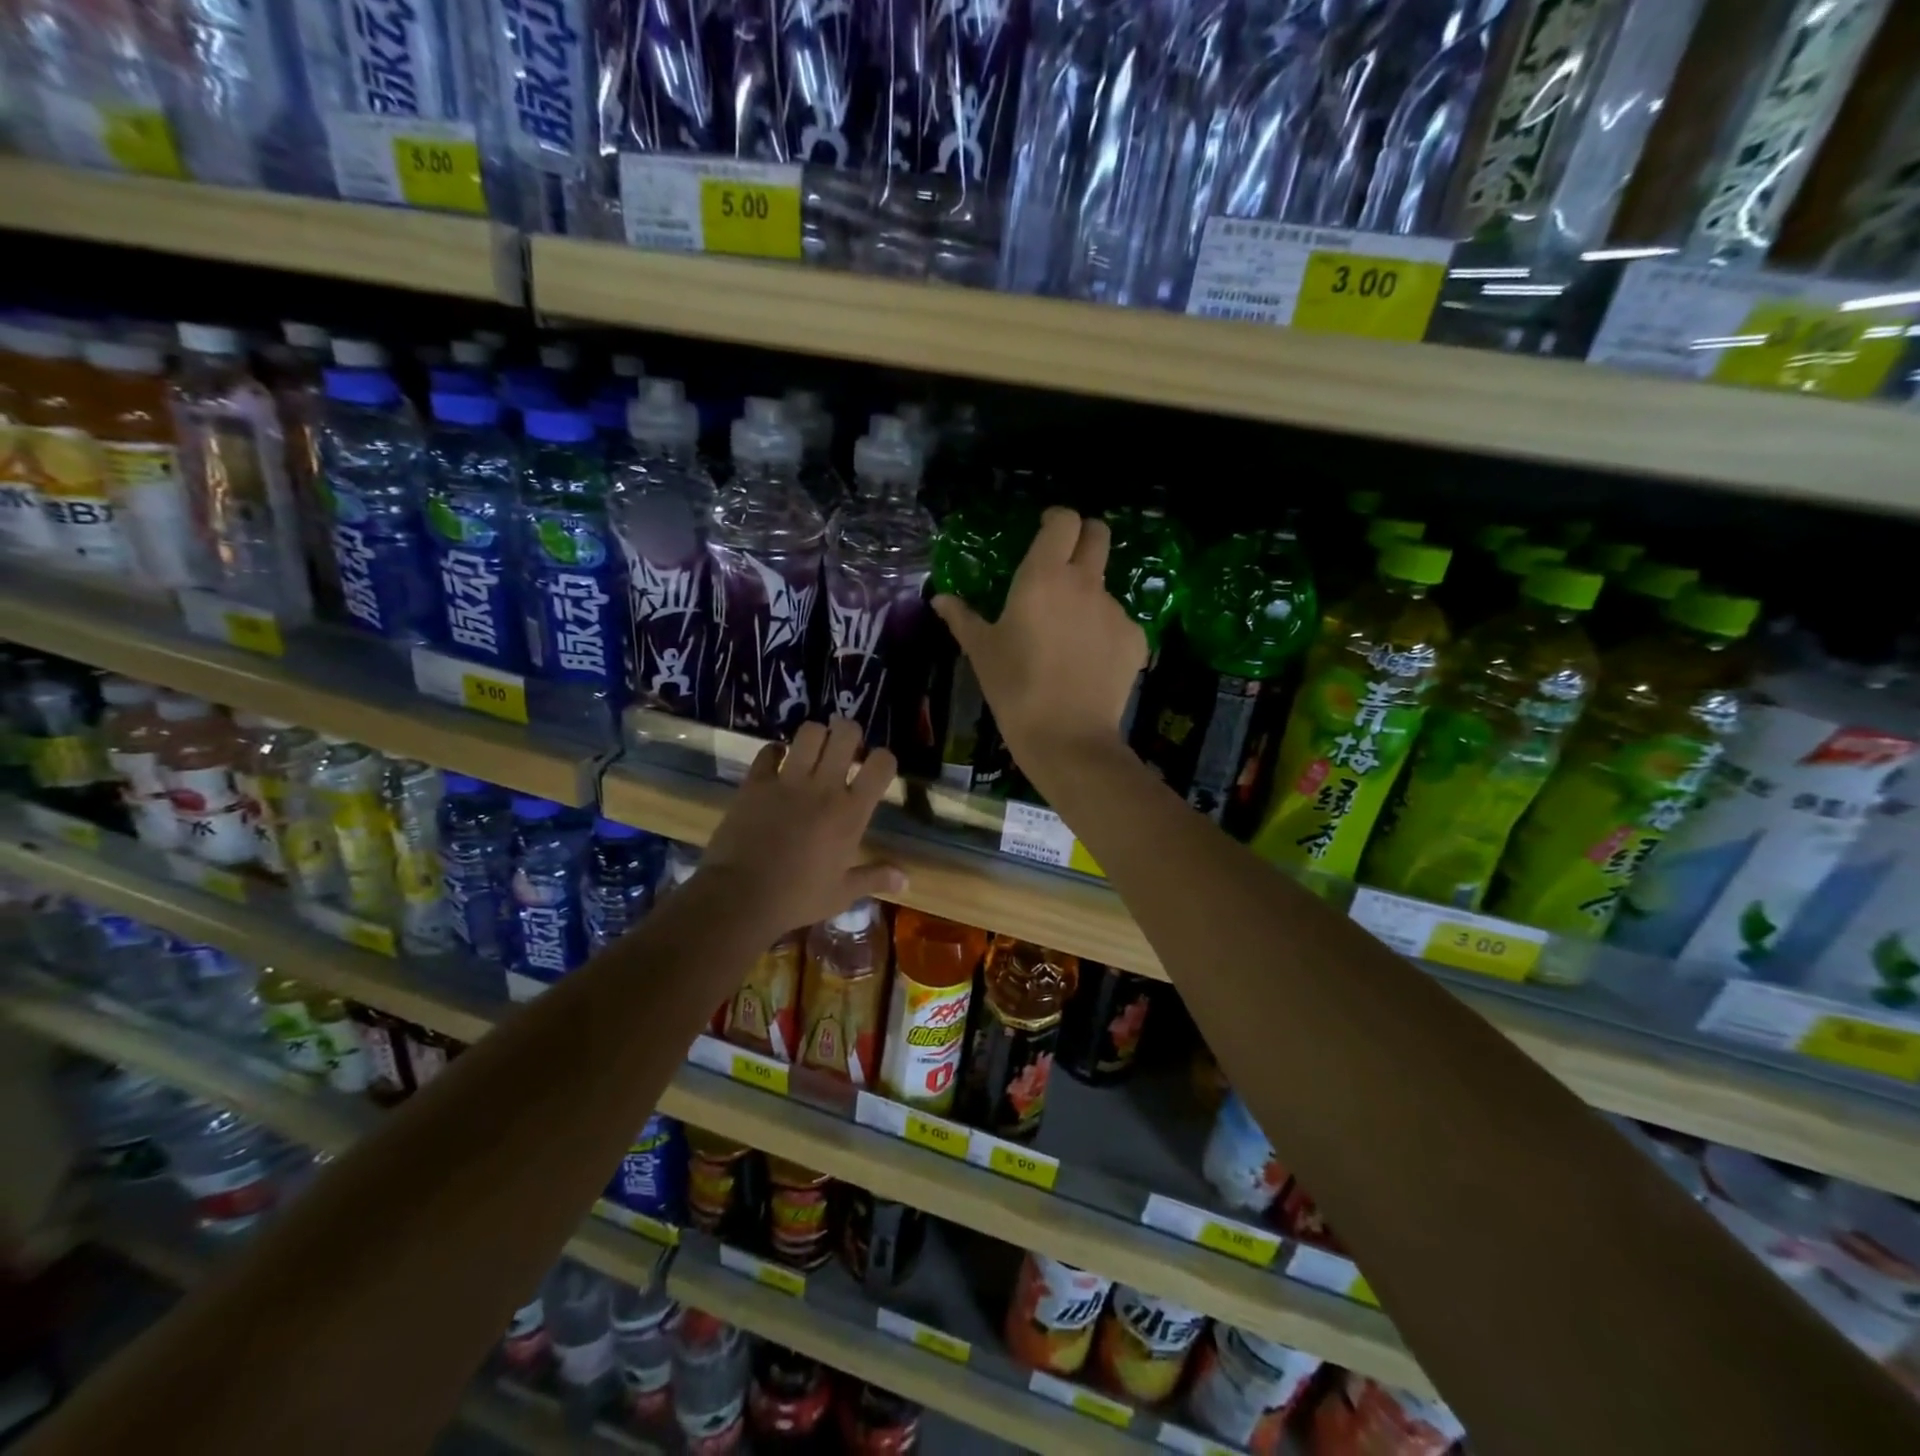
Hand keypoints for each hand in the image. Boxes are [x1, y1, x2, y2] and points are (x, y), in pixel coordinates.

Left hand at [700, 718, 904, 932]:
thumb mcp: (842, 893)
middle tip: (844, 751)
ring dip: (815, 737)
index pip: (881, 764)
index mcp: (851, 812)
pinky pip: (769, 750)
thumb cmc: (797, 897)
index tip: (875, 769)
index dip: (883, 759)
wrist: (740, 897)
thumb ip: (875, 878)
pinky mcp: (756, 782)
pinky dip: (775, 752)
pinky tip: (778, 763)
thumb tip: (906, 880)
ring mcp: (788, 781)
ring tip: (813, 753)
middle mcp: (824, 787)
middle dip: (849, 735)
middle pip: (846, 733)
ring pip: (809, 732)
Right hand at [934, 508, 1145, 776]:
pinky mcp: (1135, 639)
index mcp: (1045, 576)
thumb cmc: (1015, 688)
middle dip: (1085, 537)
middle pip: (1098, 535)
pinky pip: (1119, 623)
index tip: (1045, 530)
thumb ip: (962, 618)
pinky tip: (1088, 663)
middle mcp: (1086, 583)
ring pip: (1105, 586)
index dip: (1056, 519)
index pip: (1063, 520)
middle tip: (1065, 561)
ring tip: (1068, 636)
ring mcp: (1115, 611)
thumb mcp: (982, 651)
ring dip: (1088, 596)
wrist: (1067, 737)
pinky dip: (1104, 633)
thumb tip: (940, 599)